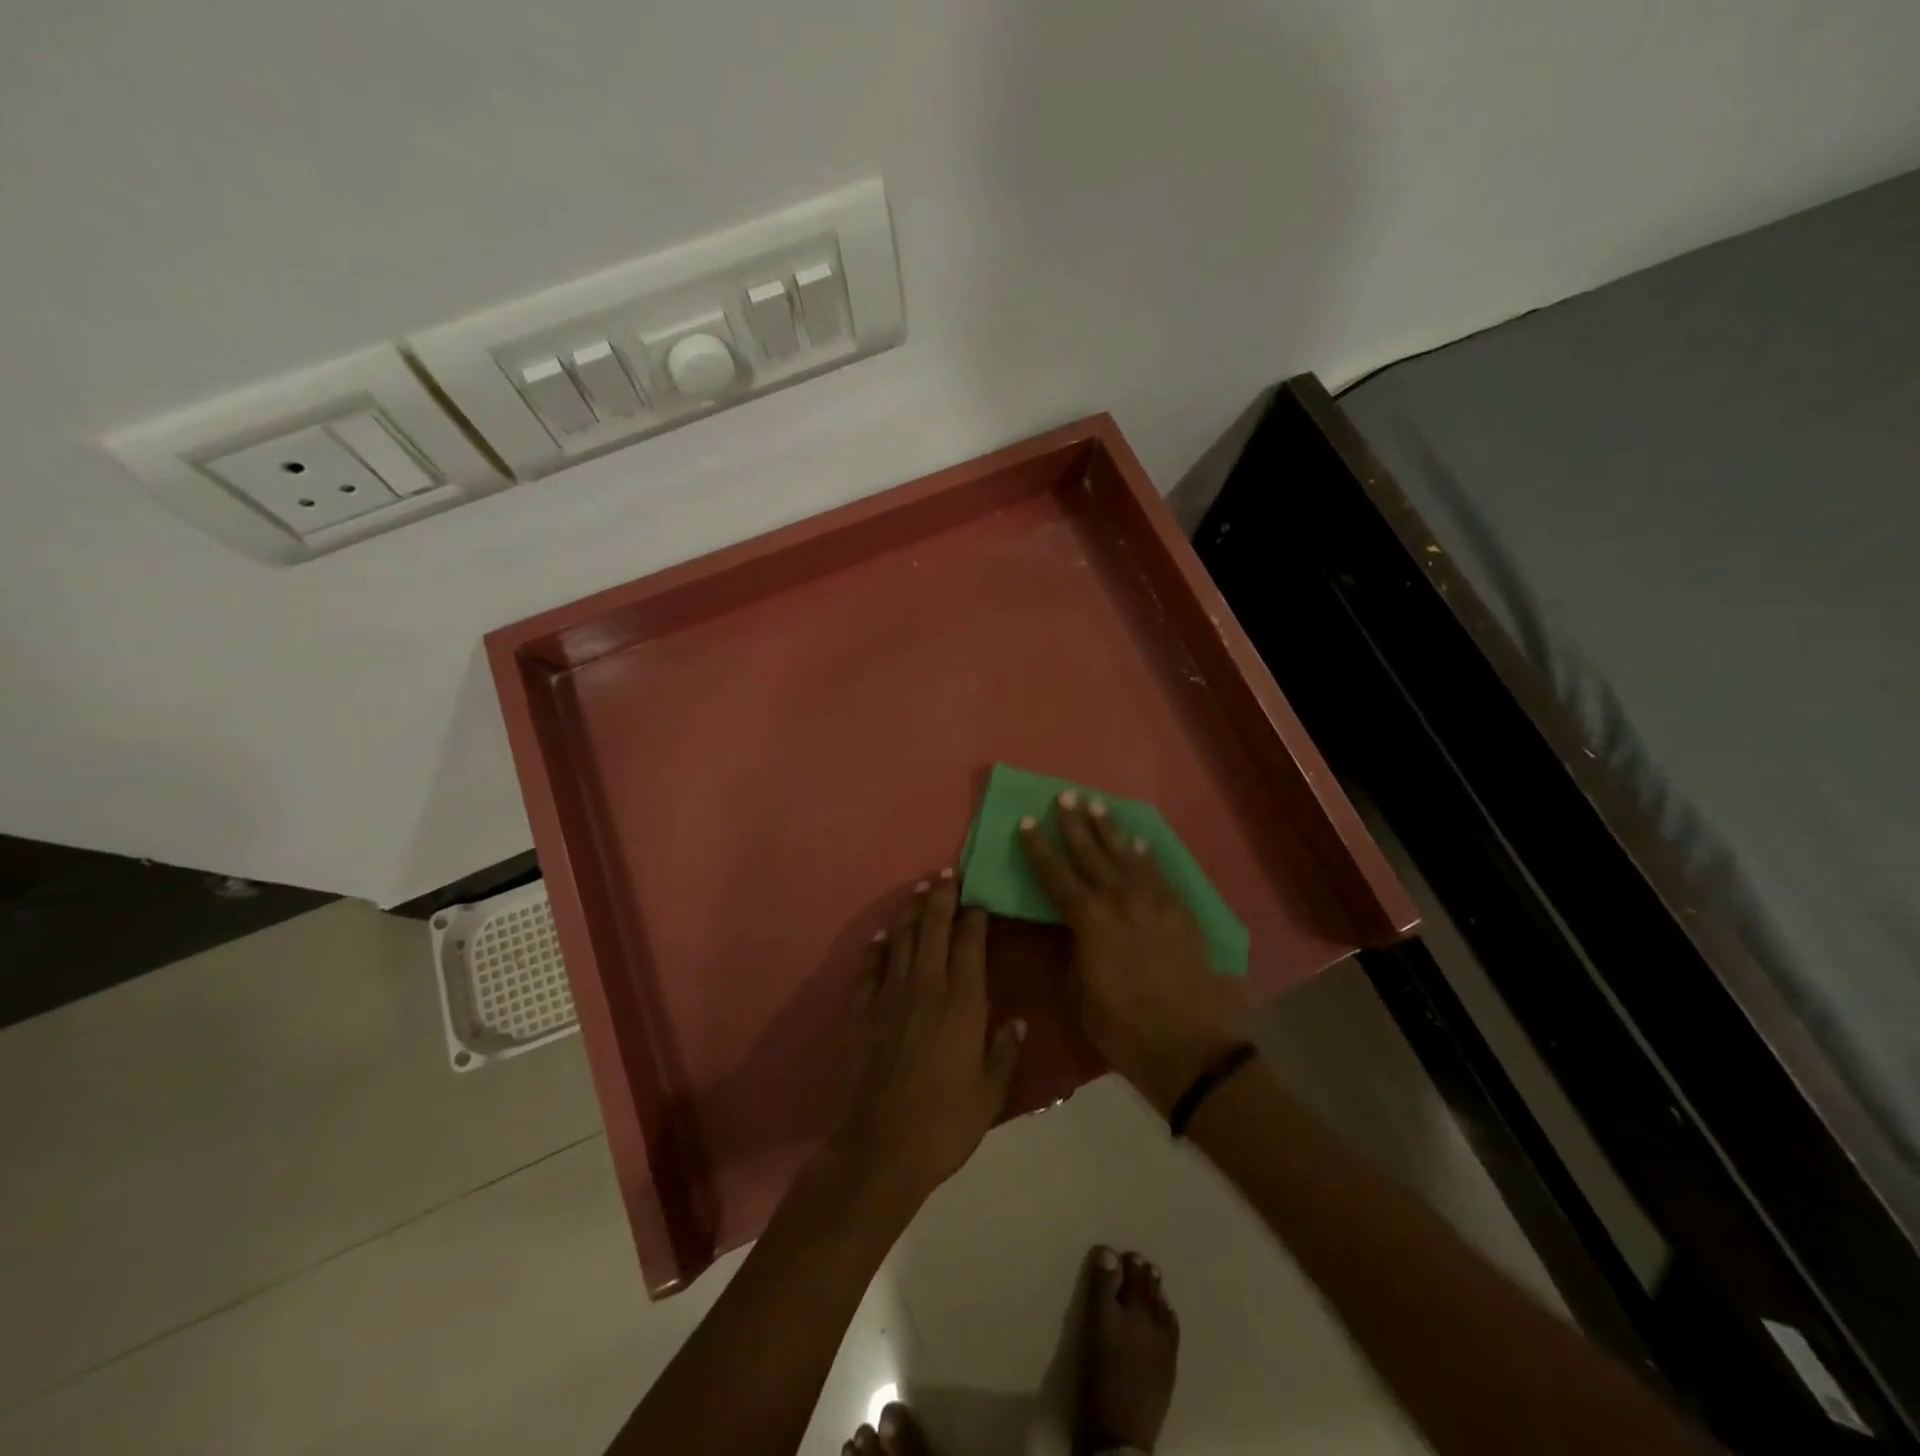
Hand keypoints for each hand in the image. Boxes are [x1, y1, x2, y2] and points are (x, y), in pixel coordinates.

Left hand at [829, 871, 1026, 1214]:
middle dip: (940, 897)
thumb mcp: (991, 1092)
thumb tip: (1017, 1021)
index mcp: (963, 1003)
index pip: (970, 944)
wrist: (883, 1146)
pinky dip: (877, 947)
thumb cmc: (947, 1122)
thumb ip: (1004, 1051)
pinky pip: (870, 968)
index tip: (978, 899)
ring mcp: (890, 996)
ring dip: (910, 911)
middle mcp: (927, 987)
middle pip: (933, 928)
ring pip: (901, 939)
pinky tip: (883, 935)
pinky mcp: (863, 1011)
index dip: (974, 917)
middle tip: (945, 873)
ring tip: (918, 890)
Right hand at [1020, 793, 1241, 1114]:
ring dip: (1109, 829)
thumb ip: (1072, 949)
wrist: (1190, 1047)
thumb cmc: (1122, 1028)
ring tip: (1096, 804)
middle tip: (1065, 796)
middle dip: (1075, 824)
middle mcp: (1120, 900)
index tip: (1027, 822)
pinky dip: (1145, 854)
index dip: (1038, 848)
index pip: (1055, 875)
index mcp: (1089, 921)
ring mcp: (1154, 902)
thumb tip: (1069, 926)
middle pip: (1091, 854)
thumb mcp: (1079, 992)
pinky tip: (1137, 841)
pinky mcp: (1180, 911)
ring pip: (1126, 855)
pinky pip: (1158, 872)